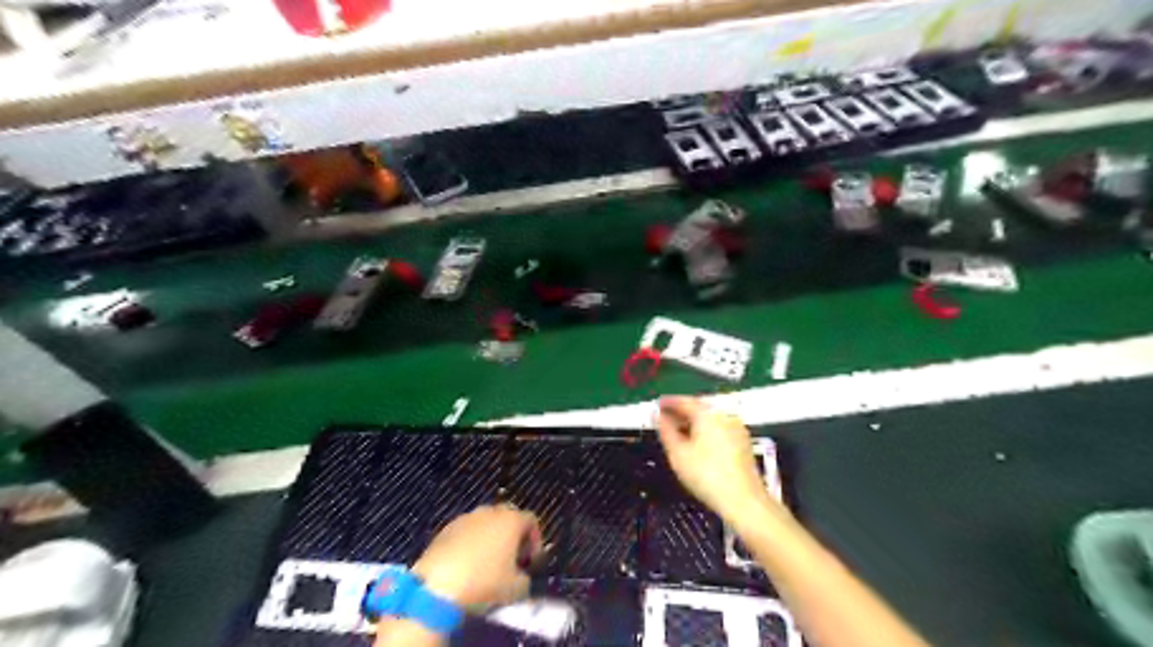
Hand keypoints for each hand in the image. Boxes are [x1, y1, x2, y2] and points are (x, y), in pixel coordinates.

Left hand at [413, 505, 543, 611]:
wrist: (437, 586)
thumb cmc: (485, 582)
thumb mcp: (517, 589)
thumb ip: (525, 578)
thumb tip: (521, 576)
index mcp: (512, 520)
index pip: (531, 520)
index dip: (535, 540)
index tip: (530, 561)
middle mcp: (490, 512)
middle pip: (508, 516)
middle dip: (512, 535)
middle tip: (511, 558)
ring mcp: (466, 518)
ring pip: (484, 523)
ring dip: (489, 538)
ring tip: (486, 563)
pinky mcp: (445, 529)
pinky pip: (465, 532)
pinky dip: (469, 543)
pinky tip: (465, 565)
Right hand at [652, 398, 779, 522]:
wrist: (744, 500)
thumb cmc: (707, 475)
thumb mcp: (678, 453)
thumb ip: (665, 430)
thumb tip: (658, 416)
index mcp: (707, 414)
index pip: (684, 401)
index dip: (668, 402)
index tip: (656, 405)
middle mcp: (724, 415)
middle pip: (698, 408)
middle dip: (681, 412)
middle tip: (664, 419)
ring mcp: (736, 428)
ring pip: (709, 419)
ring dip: (693, 422)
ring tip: (678, 432)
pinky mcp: (743, 442)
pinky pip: (719, 428)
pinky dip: (705, 431)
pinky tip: (697, 443)